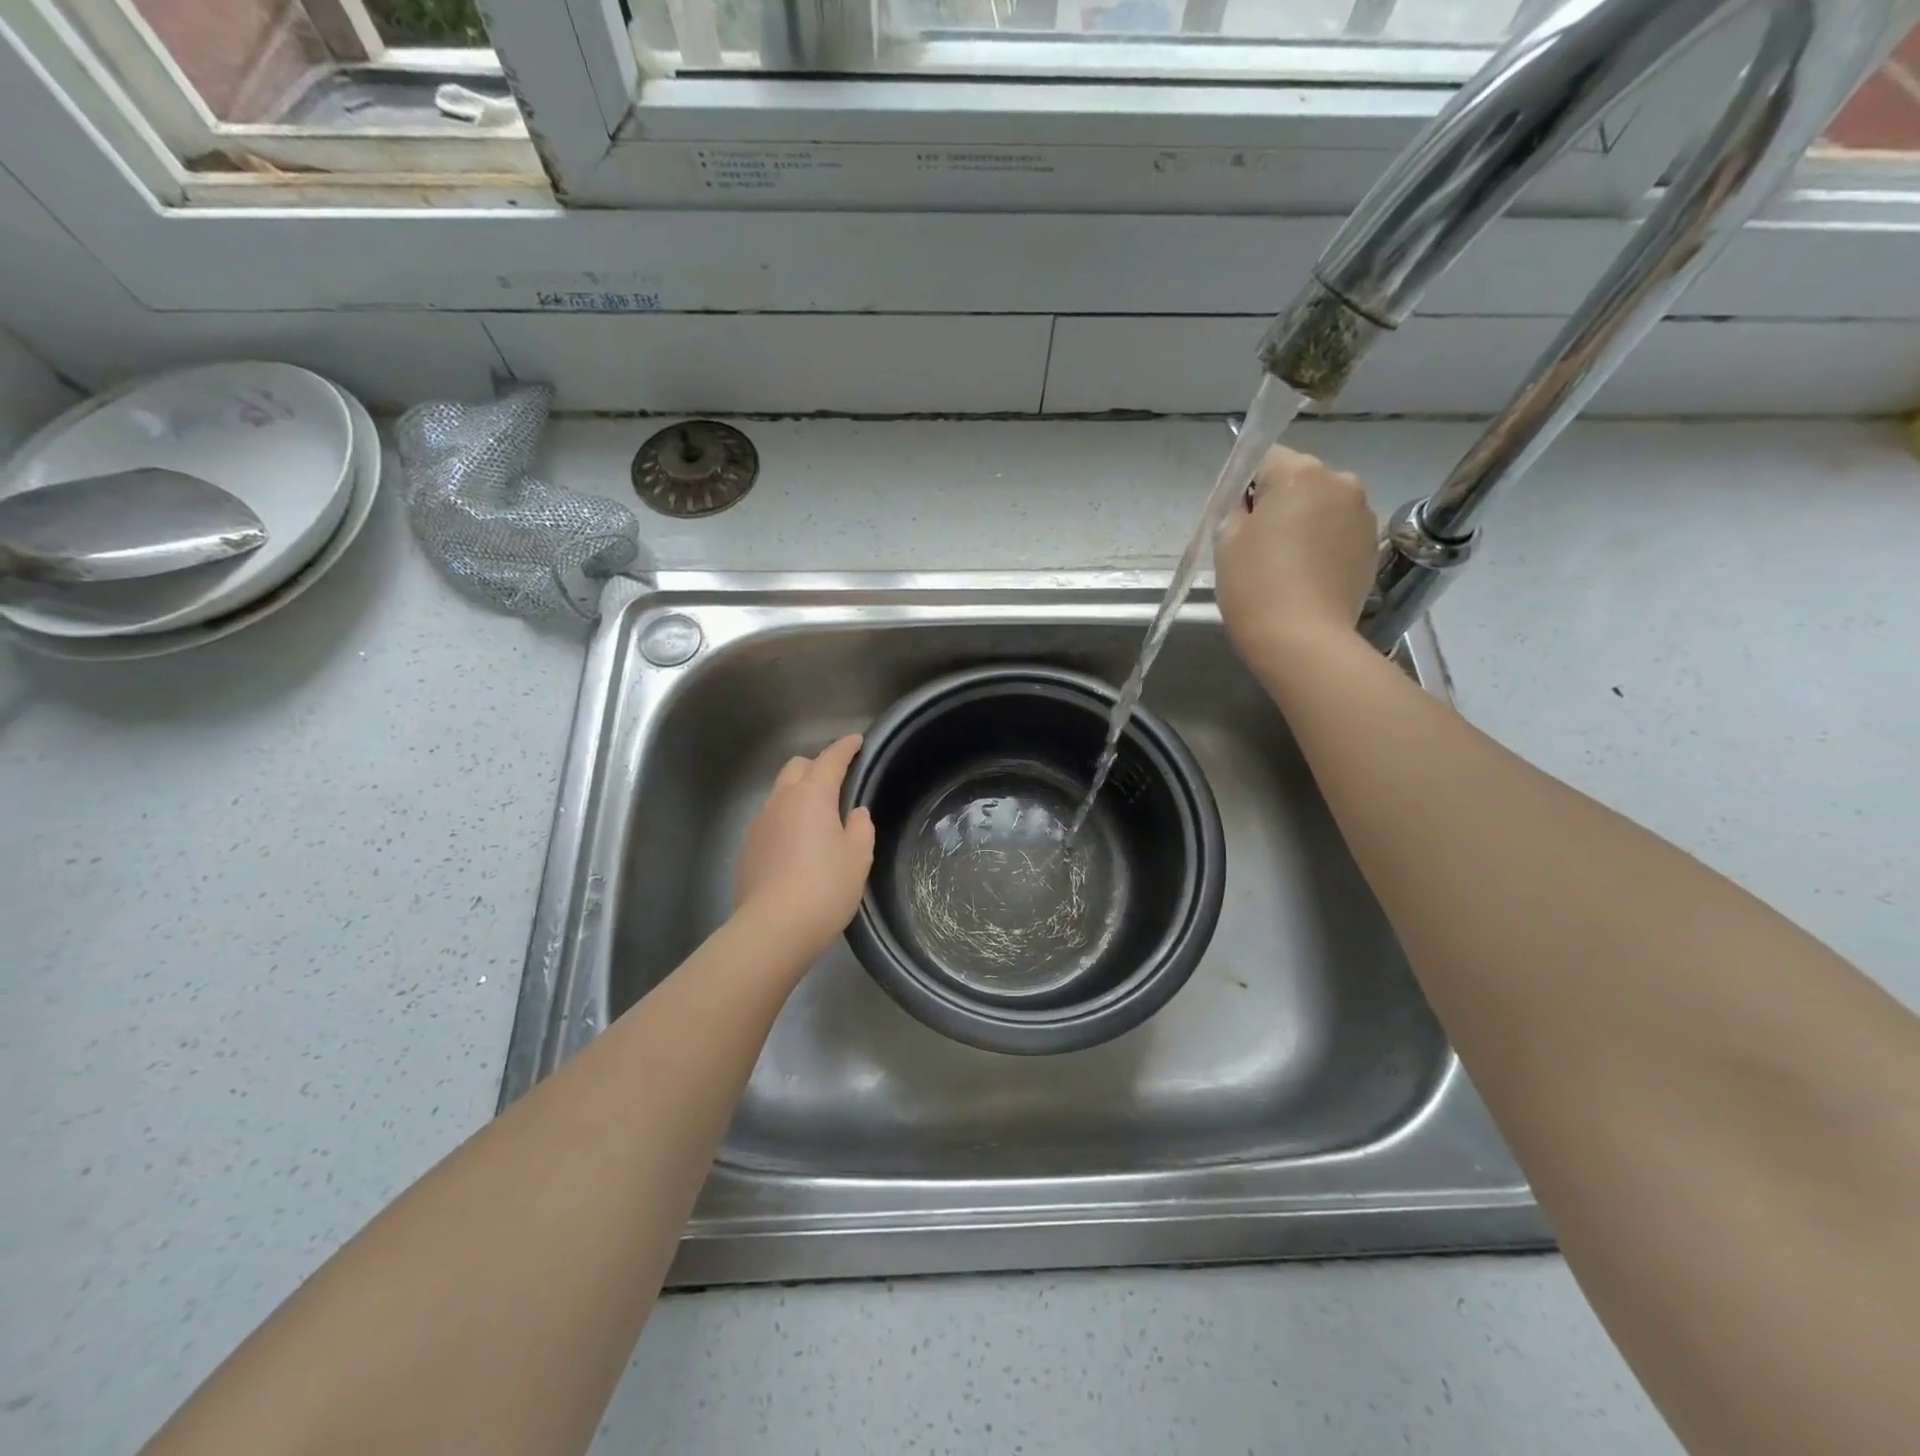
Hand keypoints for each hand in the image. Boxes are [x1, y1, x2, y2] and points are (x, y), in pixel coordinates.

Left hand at [734, 734, 875, 962]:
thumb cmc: (825, 887)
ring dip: (799, 794)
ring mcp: (759, 824)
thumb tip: (854, 814)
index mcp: (811, 795)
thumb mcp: (858, 857)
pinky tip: (797, 846)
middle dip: (817, 766)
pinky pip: (770, 820)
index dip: (845, 748)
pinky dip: (786, 820)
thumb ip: (860, 828)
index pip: (830, 759)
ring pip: (780, 794)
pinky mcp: (748, 848)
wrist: (773, 928)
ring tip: (818, 817)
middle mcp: (781, 801)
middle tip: (837, 781)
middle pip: (797, 767)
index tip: (856, 741)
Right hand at [1215, 446, 1379, 661]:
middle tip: (1259, 545)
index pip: (1266, 457)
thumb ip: (1238, 508)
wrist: (1303, 639)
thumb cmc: (1255, 586)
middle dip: (1280, 501)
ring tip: (1286, 565)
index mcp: (1300, 474)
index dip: (1247, 486)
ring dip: (1305, 522)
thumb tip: (1253, 503)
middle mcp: (1340, 482)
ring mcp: (1363, 514)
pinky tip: (1307, 576)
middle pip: (1299, 479)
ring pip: (1323, 505)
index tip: (1239, 519)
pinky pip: (1339, 531)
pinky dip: (1323, 544)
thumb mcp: (1226, 541)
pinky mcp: (1373, 545)